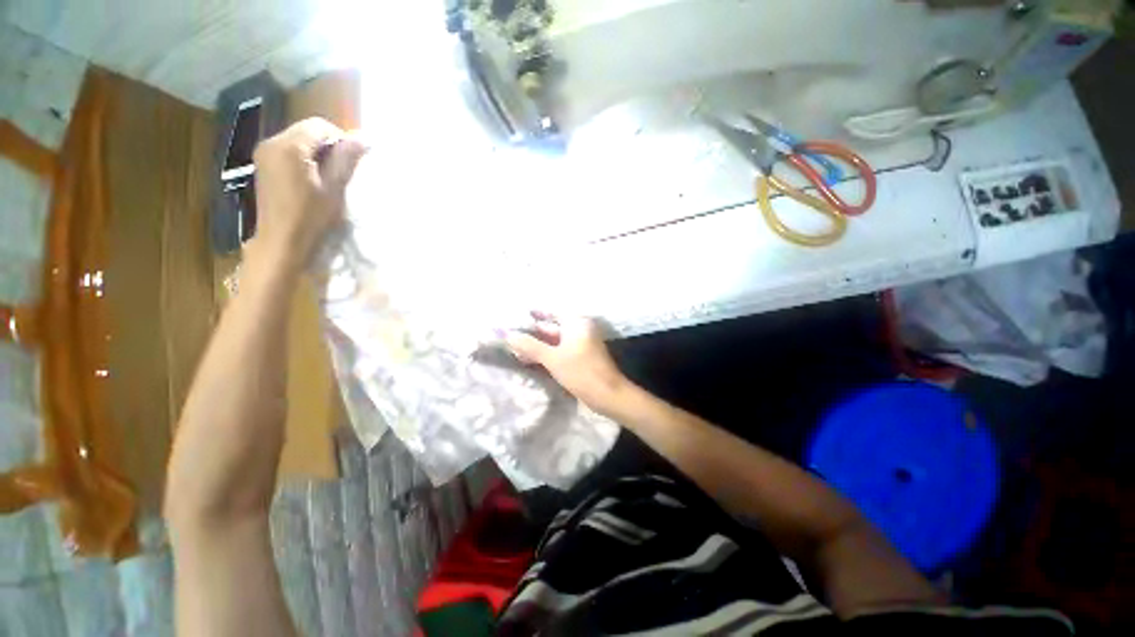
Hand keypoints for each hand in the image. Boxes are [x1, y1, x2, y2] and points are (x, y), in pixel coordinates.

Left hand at [248, 118, 368, 272]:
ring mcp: (264, 154)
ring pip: (298, 140)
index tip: (353, 160)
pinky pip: (288, 151)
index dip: (341, 138)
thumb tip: (364, 138)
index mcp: (289, 146)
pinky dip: (304, 159)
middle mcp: (272, 142)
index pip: (320, 126)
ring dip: (317, 152)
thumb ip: (346, 159)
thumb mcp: (334, 188)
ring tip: (331, 176)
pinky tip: (313, 179)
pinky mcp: (263, 166)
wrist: (282, 242)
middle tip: (344, 169)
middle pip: (306, 130)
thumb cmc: (311, 216)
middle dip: (329, 144)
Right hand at [507, 313, 630, 415]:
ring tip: (516, 349)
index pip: (551, 312)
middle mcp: (580, 329)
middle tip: (511, 335)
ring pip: (555, 341)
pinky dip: (548, 353)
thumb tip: (508, 335)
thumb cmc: (580, 371)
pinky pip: (561, 350)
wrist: (607, 394)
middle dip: (533, 333)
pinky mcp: (581, 357)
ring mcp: (581, 343)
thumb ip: (530, 346)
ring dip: (538, 345)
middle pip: (552, 327)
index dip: (534, 314)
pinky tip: (531, 359)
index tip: (517, 315)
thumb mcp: (552, 358)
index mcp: (576, 322)